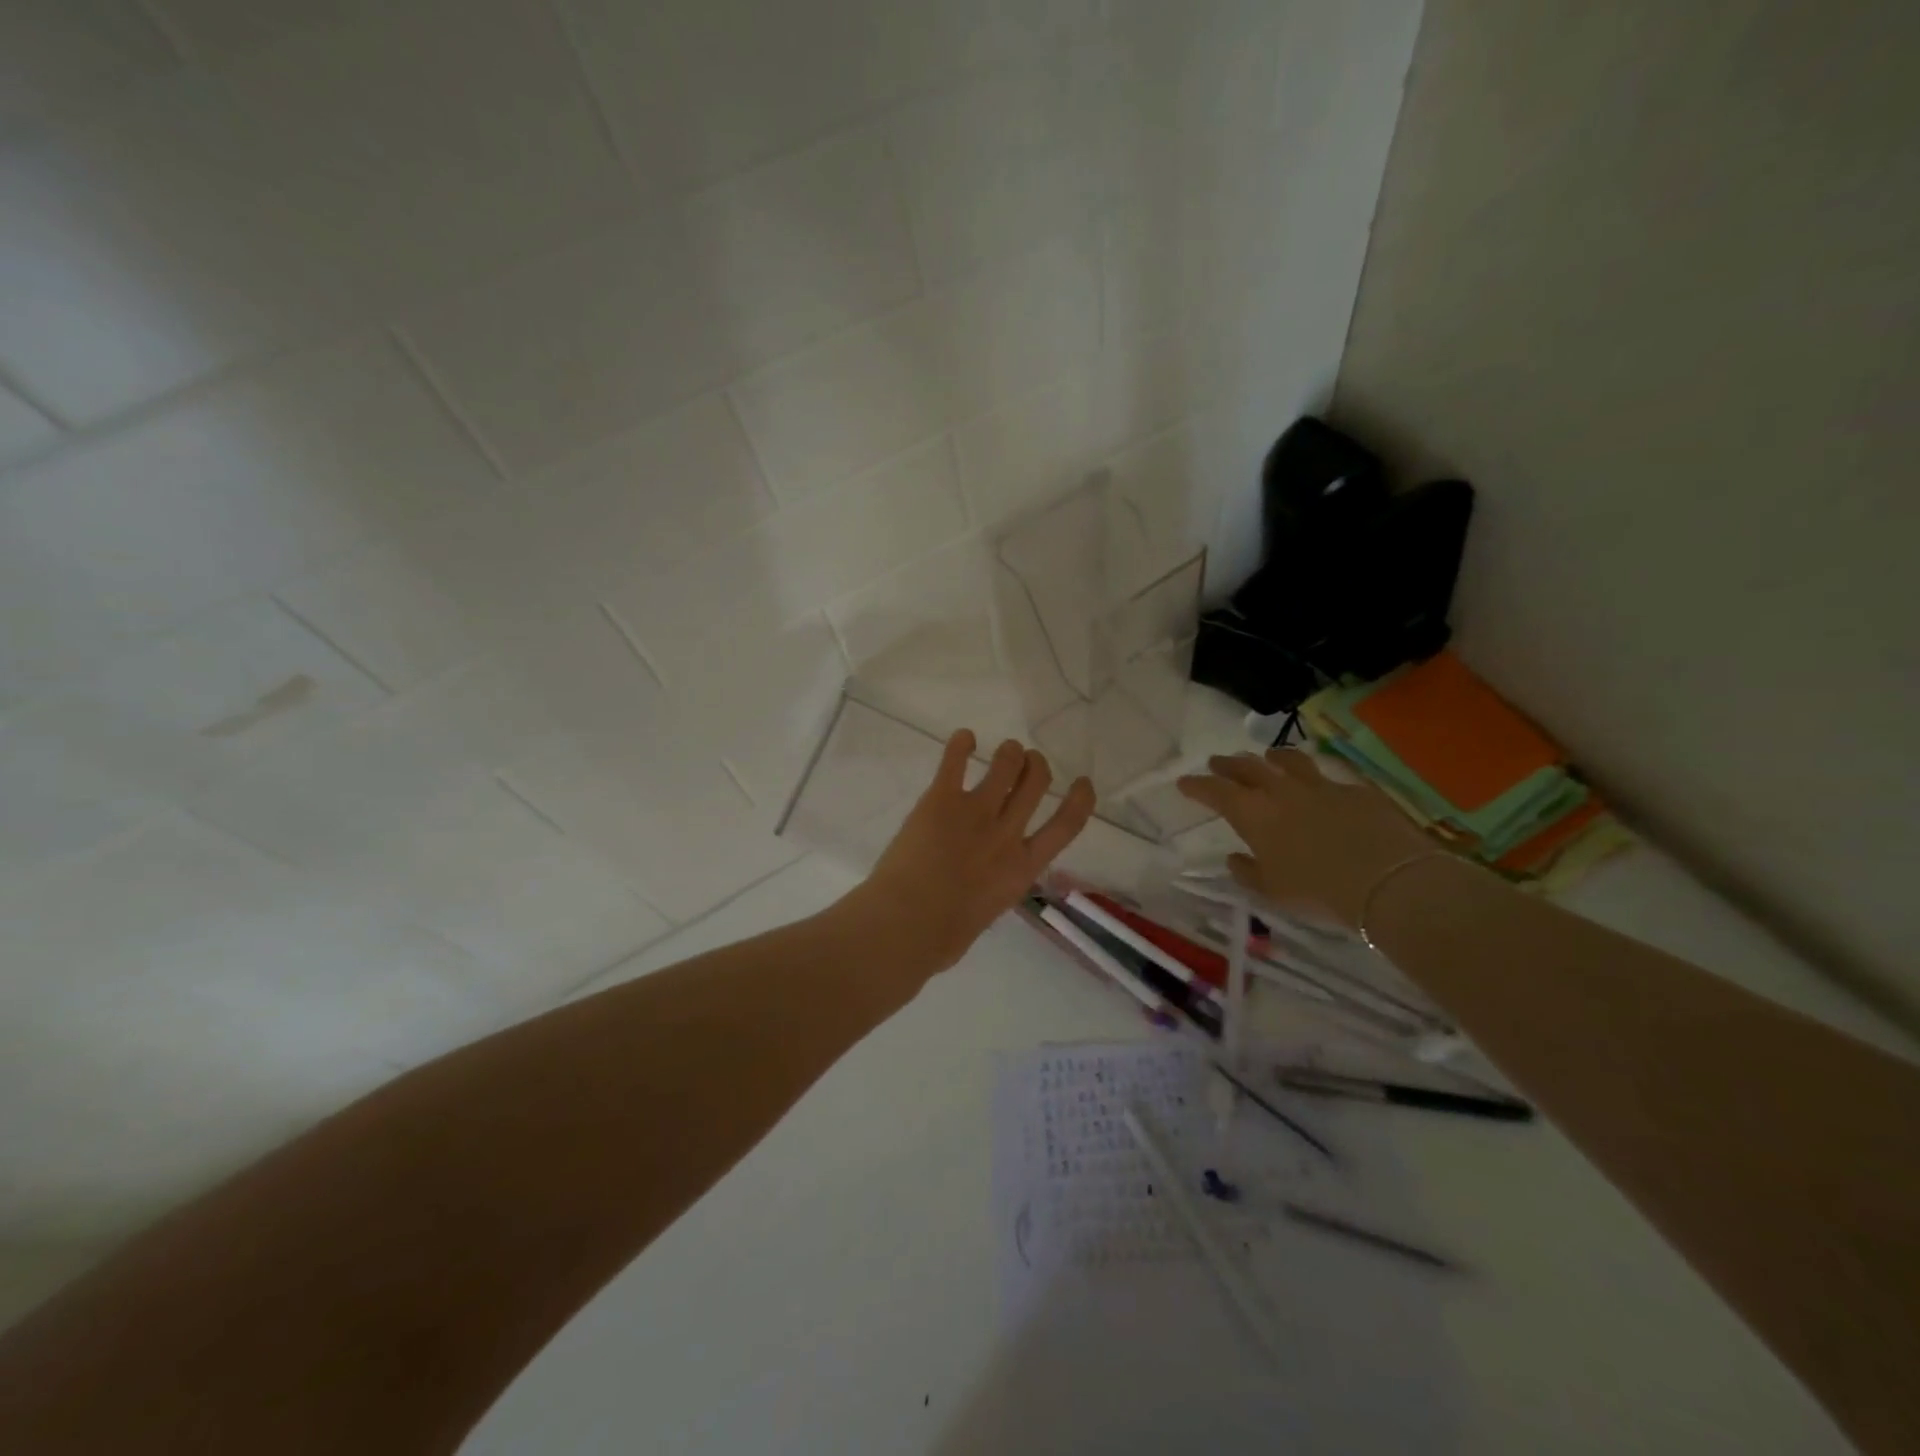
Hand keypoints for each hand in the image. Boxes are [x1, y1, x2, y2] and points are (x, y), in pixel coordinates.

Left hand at [843, 731, 1095, 974]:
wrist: (906, 925)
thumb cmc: (942, 937)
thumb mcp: (986, 915)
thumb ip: (992, 890)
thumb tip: (982, 889)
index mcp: (1022, 868)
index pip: (1065, 826)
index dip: (1079, 800)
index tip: (1082, 782)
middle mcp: (1006, 834)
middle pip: (1035, 784)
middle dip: (1036, 765)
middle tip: (1028, 761)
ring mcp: (975, 812)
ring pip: (1005, 765)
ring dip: (1009, 752)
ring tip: (1004, 750)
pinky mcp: (941, 800)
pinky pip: (955, 761)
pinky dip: (961, 743)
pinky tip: (964, 738)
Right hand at [1176, 747, 1434, 929]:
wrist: (1386, 879)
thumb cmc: (1317, 889)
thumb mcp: (1272, 890)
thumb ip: (1248, 871)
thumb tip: (1235, 858)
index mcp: (1253, 814)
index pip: (1215, 791)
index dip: (1198, 785)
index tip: (1185, 782)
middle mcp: (1281, 791)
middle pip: (1248, 768)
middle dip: (1229, 764)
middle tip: (1218, 762)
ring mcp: (1320, 786)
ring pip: (1289, 761)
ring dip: (1273, 758)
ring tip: (1268, 757)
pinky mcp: (1355, 790)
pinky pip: (1328, 777)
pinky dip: (1315, 778)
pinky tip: (1320, 785)